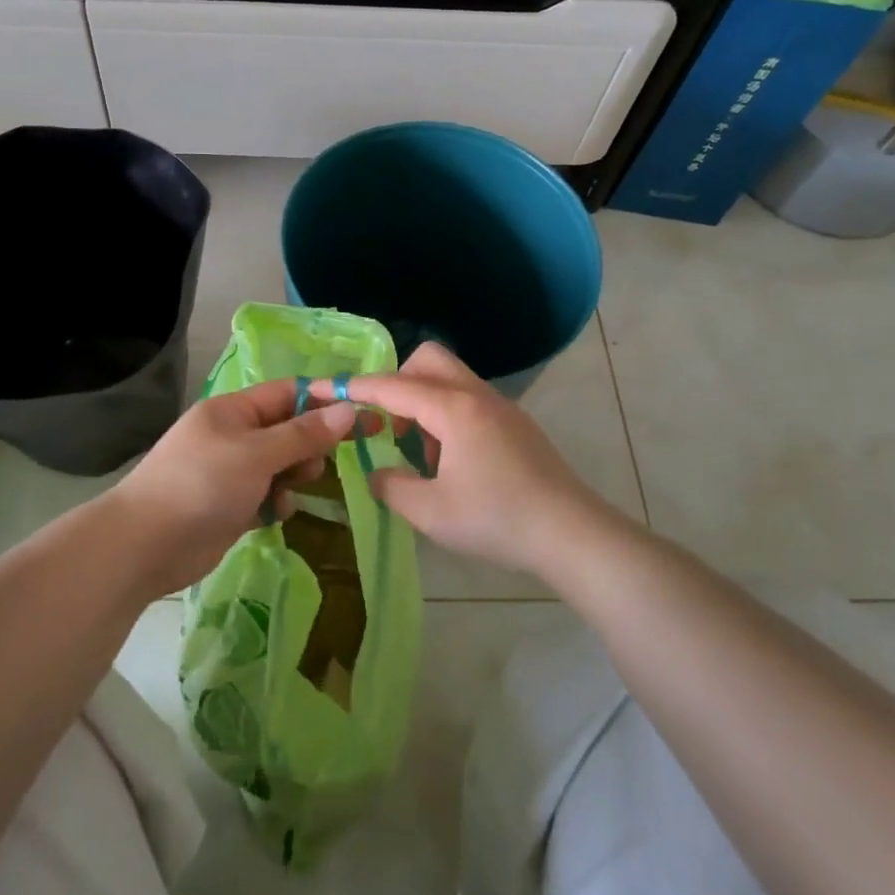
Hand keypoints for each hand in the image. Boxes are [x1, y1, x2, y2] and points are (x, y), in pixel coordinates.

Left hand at [103, 378, 357, 597]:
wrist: (145, 545)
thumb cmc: (202, 485)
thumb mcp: (257, 453)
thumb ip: (304, 434)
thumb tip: (349, 409)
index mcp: (233, 410)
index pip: (288, 393)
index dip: (324, 400)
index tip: (362, 413)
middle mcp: (233, 435)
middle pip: (287, 430)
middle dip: (309, 446)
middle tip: (319, 464)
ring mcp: (231, 471)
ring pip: (281, 465)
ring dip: (294, 476)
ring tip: (291, 490)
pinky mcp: (231, 505)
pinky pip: (268, 494)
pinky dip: (276, 502)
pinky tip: (273, 515)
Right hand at [312, 342, 616, 580]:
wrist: (573, 534)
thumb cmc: (497, 520)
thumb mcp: (430, 512)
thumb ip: (392, 486)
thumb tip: (376, 472)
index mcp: (453, 409)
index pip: (392, 387)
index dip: (353, 388)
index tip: (321, 388)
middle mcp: (477, 396)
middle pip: (427, 360)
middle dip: (396, 382)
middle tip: (384, 422)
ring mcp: (501, 407)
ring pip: (450, 380)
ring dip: (422, 402)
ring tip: (417, 451)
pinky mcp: (516, 424)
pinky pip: (469, 400)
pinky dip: (446, 416)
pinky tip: (450, 461)